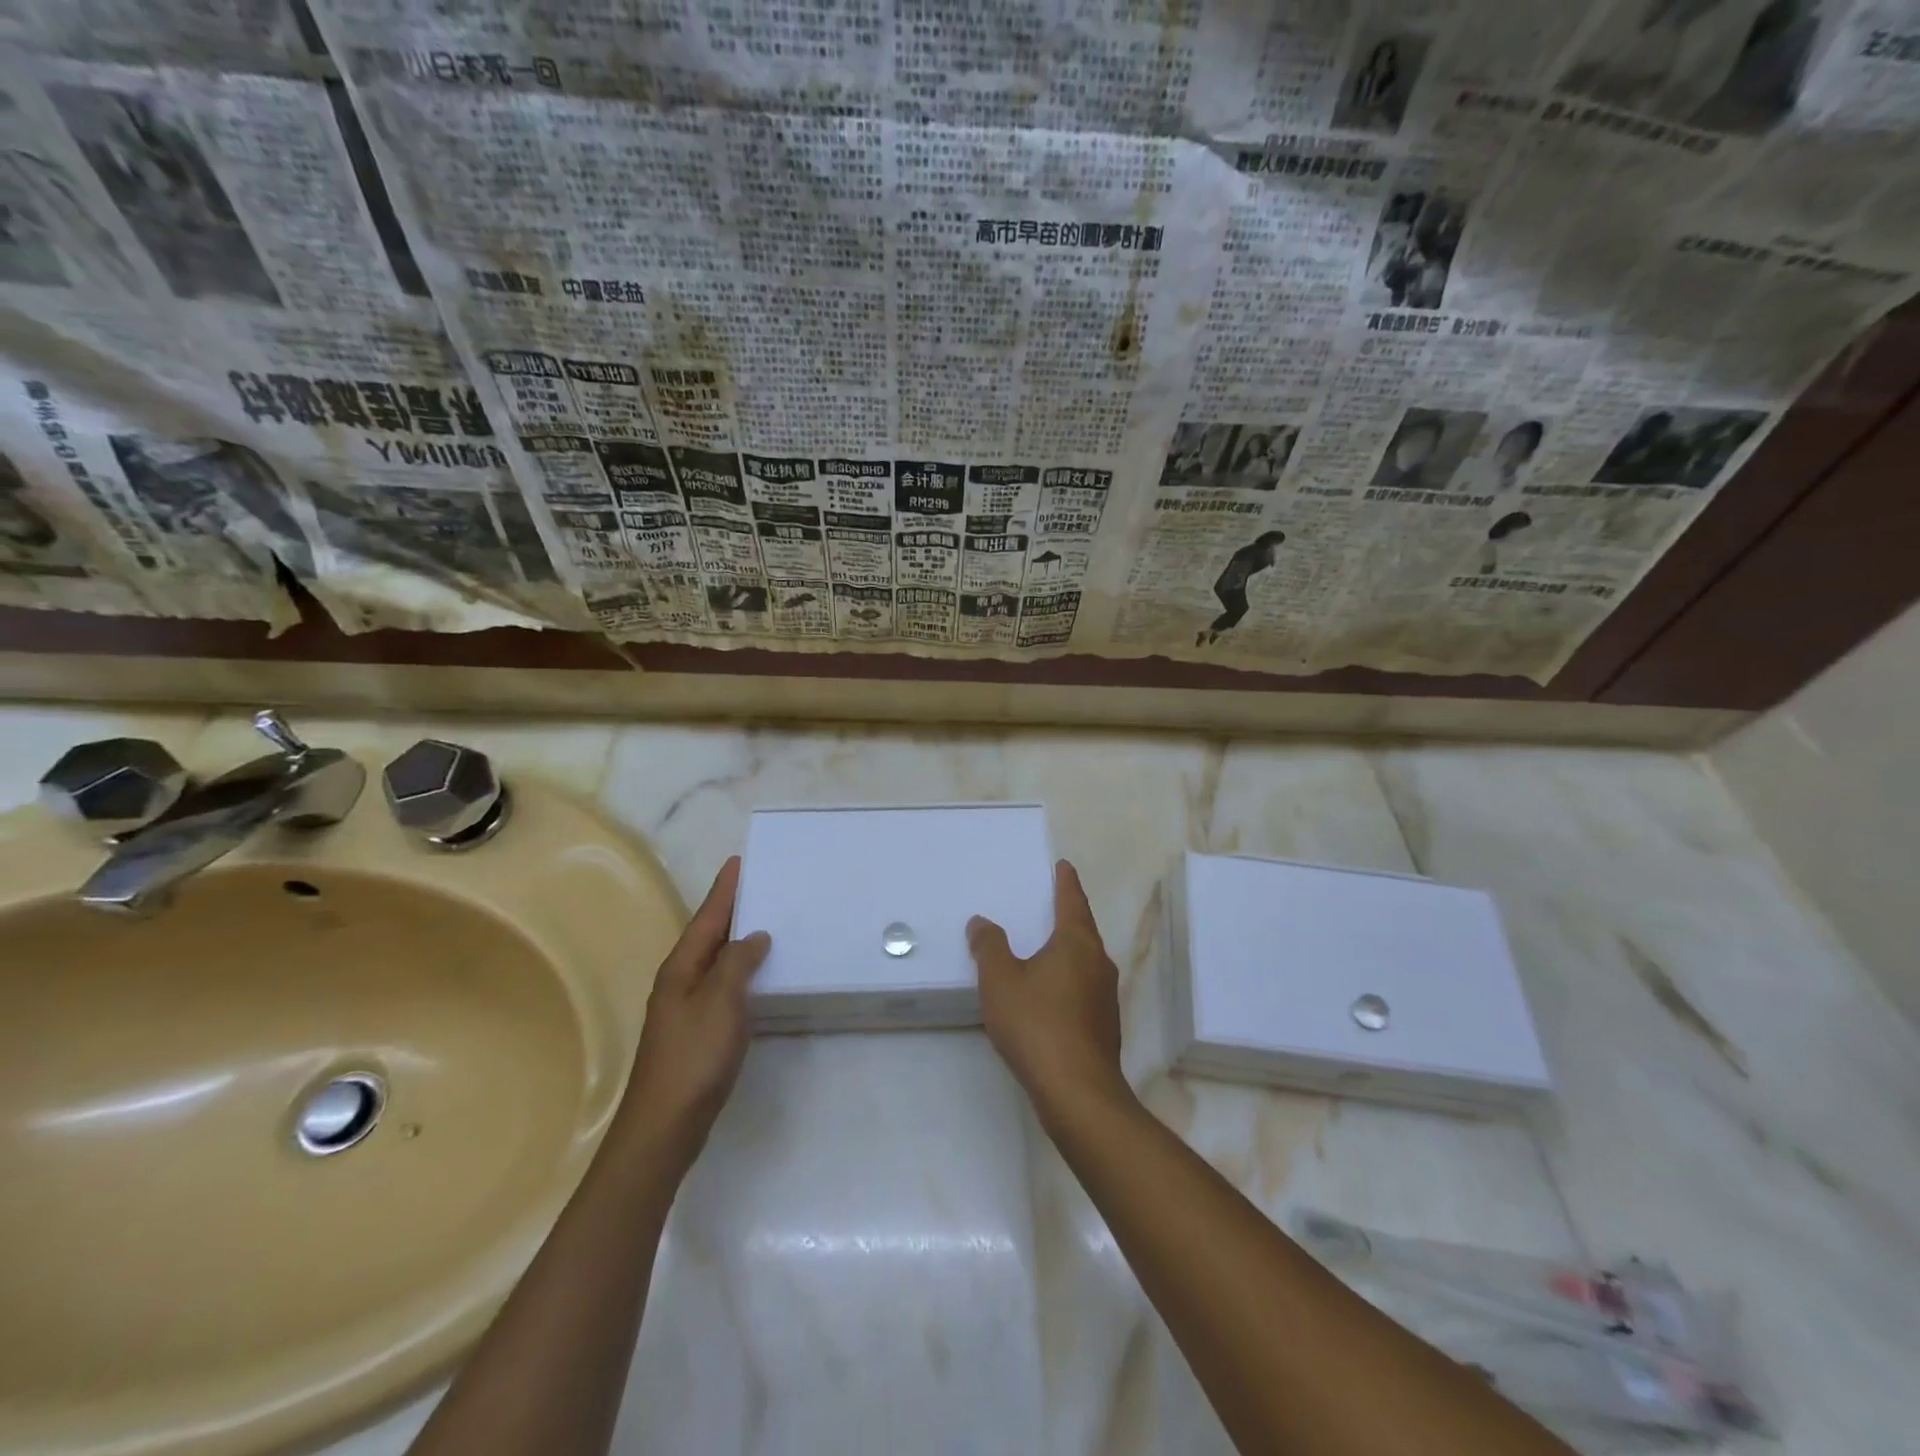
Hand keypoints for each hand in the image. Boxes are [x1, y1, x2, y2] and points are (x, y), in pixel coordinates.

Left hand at [618, 856, 769, 1164]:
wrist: (664, 1127)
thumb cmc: (693, 1058)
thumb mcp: (720, 1002)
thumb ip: (738, 964)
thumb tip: (755, 936)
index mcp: (681, 969)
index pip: (707, 918)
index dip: (724, 891)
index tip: (738, 862)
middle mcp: (680, 982)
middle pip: (708, 936)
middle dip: (731, 910)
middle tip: (759, 886)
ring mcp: (686, 1009)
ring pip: (715, 961)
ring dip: (737, 940)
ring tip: (765, 922)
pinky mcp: (697, 1032)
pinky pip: (722, 985)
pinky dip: (740, 971)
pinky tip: (757, 976)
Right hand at [968, 860, 1129, 1123]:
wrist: (1077, 1091)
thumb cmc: (1037, 1024)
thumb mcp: (1000, 980)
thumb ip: (989, 947)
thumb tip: (982, 922)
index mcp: (1076, 943)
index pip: (1072, 901)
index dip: (1066, 882)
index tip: (1064, 866)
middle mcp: (1098, 962)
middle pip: (1083, 929)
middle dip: (1068, 914)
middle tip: (1051, 902)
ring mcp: (1106, 995)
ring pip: (1085, 960)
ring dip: (1068, 949)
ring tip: (1046, 947)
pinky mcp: (1104, 1024)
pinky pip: (1084, 987)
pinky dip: (1068, 978)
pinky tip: (1050, 994)